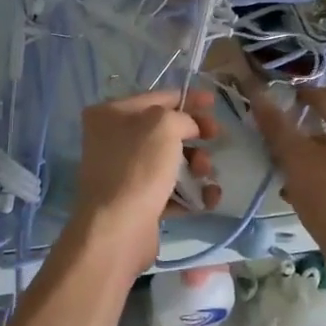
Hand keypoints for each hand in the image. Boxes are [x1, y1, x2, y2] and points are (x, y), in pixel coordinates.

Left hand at [71, 90, 220, 273]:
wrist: (118, 228)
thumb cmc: (138, 166)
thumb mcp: (164, 125)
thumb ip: (182, 117)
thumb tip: (189, 128)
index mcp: (110, 114)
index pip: (157, 97)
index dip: (188, 98)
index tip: (214, 103)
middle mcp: (113, 140)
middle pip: (165, 130)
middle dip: (195, 135)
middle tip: (215, 139)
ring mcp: (124, 172)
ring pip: (170, 161)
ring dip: (196, 165)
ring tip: (205, 175)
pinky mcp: (137, 201)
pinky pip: (170, 190)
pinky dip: (191, 192)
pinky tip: (208, 198)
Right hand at [253, 87, 325, 254]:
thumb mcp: (296, 159)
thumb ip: (277, 126)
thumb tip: (258, 93)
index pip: (325, 96)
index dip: (300, 93)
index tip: (278, 97)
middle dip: (301, 132)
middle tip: (275, 141)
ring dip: (309, 159)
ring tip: (284, 174)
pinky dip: (321, 179)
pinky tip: (303, 198)